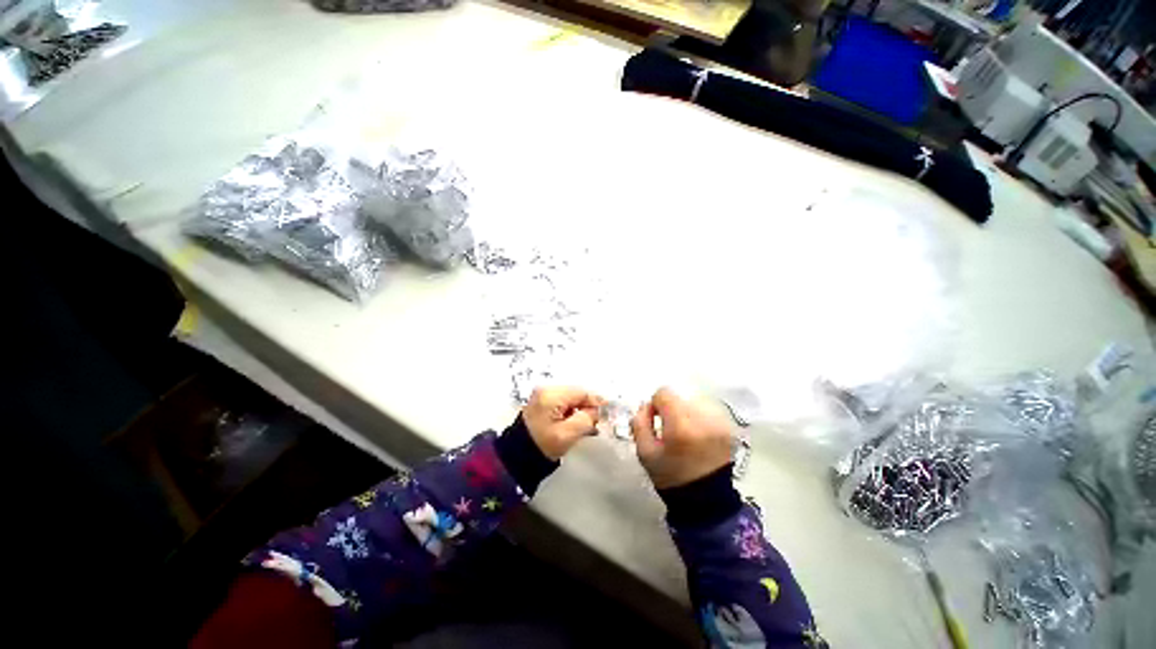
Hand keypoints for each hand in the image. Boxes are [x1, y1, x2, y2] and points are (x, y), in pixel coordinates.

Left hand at [522, 387, 603, 459]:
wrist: (517, 456)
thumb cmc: (543, 446)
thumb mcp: (567, 434)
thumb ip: (585, 419)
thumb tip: (597, 411)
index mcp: (551, 395)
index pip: (581, 392)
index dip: (596, 402)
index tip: (608, 413)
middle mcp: (546, 389)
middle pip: (576, 394)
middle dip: (587, 407)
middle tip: (596, 423)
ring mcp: (543, 395)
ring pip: (571, 398)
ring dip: (580, 410)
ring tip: (586, 426)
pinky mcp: (542, 402)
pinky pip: (563, 402)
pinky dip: (571, 411)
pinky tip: (575, 424)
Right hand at [631, 387, 733, 488]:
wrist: (706, 500)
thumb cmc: (671, 476)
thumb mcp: (644, 452)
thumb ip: (639, 422)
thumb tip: (646, 405)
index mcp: (681, 425)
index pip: (664, 393)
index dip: (656, 405)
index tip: (657, 421)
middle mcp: (703, 418)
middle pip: (680, 397)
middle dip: (672, 409)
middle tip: (670, 430)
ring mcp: (719, 422)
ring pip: (694, 401)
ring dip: (686, 412)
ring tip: (686, 434)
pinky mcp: (729, 426)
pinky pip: (708, 410)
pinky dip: (700, 417)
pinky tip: (698, 436)